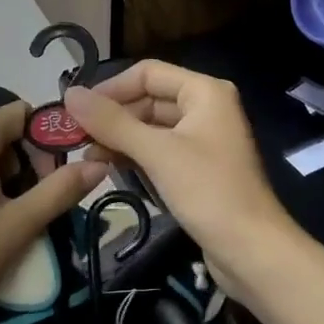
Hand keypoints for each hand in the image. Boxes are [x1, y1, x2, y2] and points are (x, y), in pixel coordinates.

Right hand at [65, 61, 294, 294]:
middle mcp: (207, 108)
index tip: (75, 111)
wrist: (252, 250)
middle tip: (75, 138)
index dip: (111, 88)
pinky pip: (161, 150)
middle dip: (114, 116)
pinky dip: (137, 156)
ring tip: (88, 156)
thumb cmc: (208, 191)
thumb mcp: (157, 153)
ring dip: (121, 138)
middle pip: (150, 99)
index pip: (148, 73)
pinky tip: (111, 168)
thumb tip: (70, 94)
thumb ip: (112, 122)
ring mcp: (204, 139)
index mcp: (205, 92)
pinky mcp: (199, 168)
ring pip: (153, 127)